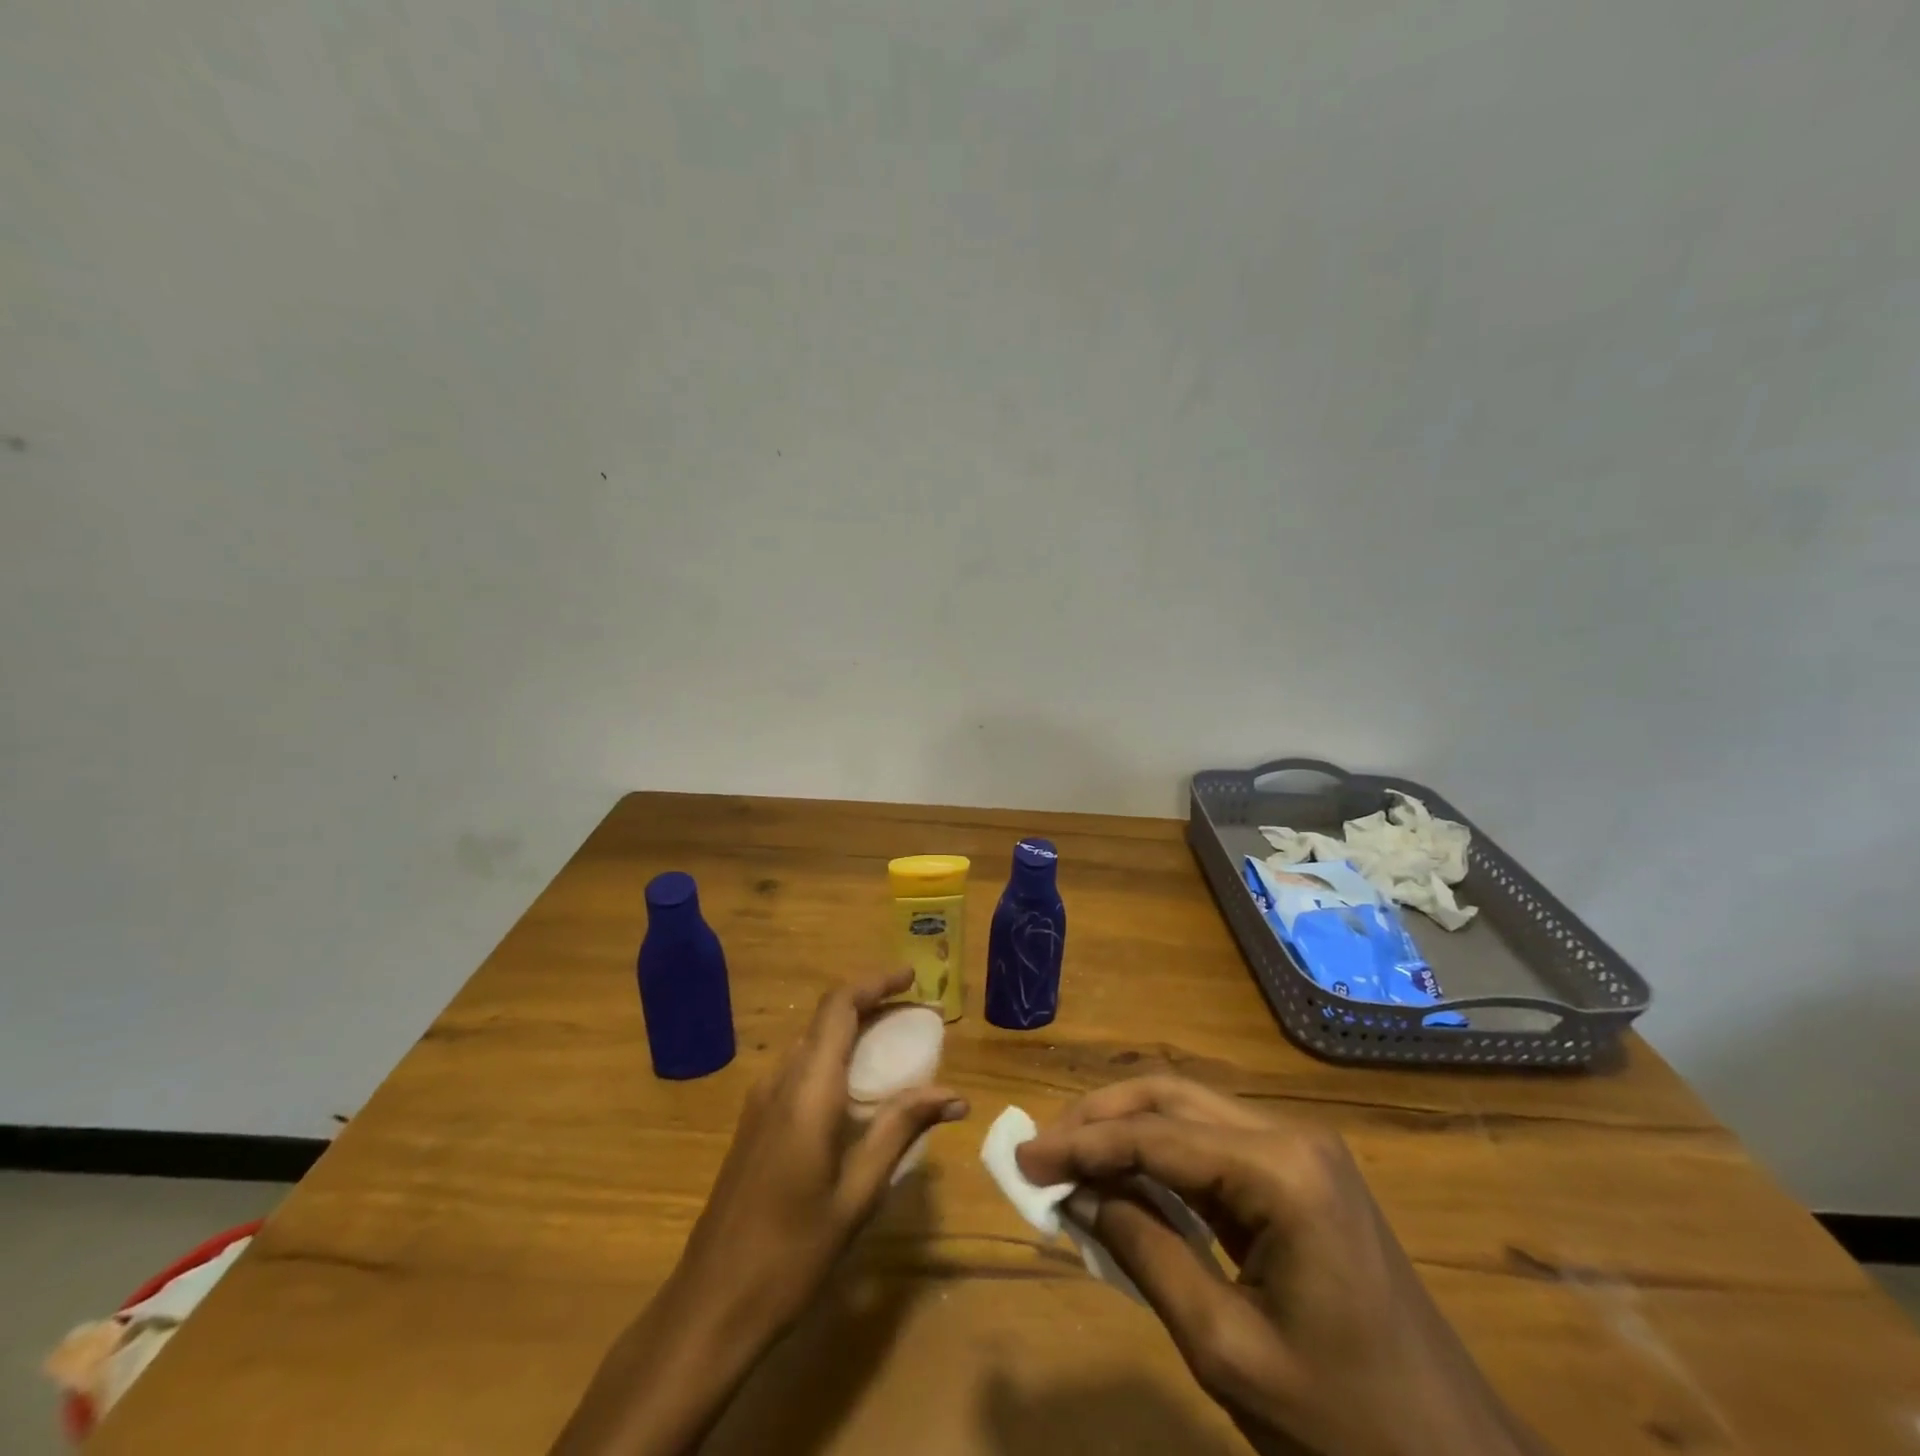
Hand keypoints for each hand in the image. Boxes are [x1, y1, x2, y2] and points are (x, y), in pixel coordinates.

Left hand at [675, 968, 967, 1337]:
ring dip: (853, 1033)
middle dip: (872, 1006)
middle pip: (827, 1019)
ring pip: (812, 1043)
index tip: (913, 979)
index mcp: (807, 1090)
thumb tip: (953, 1093)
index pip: (839, 1007)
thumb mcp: (857, 1192)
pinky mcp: (755, 1122)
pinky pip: (800, 1070)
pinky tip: (859, 1094)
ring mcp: (761, 1101)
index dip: (875, 983)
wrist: (711, 1304)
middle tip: (917, 1018)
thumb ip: (901, 1130)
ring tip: (897, 1051)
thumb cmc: (791, 1253)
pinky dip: (835, 1060)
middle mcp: (780, 1081)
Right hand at [1017, 1077, 1547, 1455]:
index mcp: (1280, 1171)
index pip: (1156, 1135)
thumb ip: (1144, 1255)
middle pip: (1171, 1098)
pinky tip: (1125, 1181)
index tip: (1023, 1159)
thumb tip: (1078, 1196)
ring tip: (1070, 1160)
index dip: (1082, 1143)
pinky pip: (1213, 1147)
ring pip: (1189, 1112)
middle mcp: (1290, 1137)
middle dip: (1100, 1119)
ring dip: (1126, 1131)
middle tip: (1042, 1151)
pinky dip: (1160, 1157)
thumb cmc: (1346, 1429)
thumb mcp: (1226, 1349)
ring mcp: (1300, 1152)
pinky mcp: (1300, 1177)